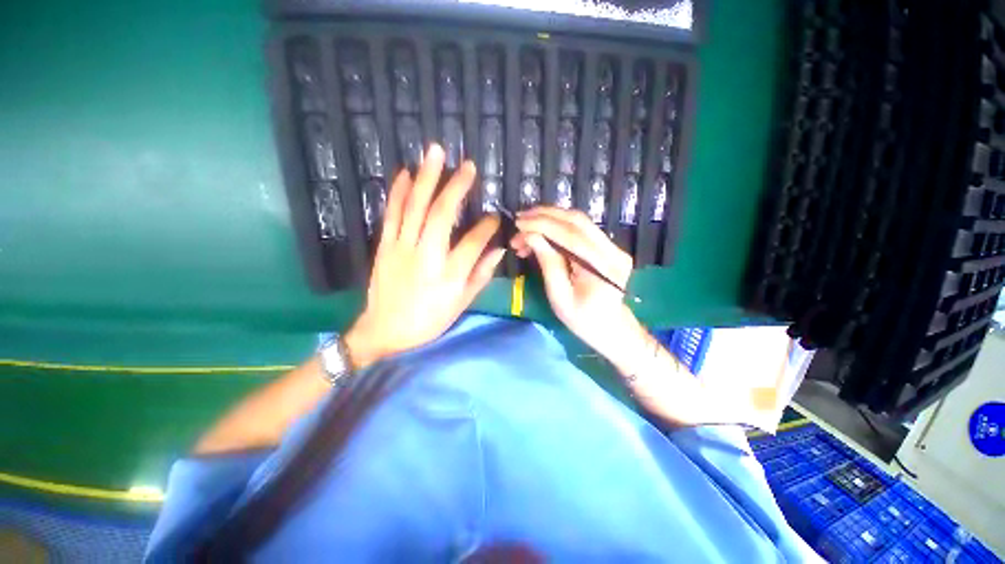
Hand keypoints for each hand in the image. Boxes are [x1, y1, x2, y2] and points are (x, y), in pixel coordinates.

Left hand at [345, 145, 503, 368]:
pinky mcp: (385, 246)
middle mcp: (426, 256)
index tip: (495, 216)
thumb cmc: (429, 320)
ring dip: (426, 178)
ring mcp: (402, 248)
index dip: (487, 226)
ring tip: (435, 153)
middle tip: (468, 165)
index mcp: (449, 274)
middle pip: (441, 214)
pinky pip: (391, 213)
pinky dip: (397, 191)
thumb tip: (498, 250)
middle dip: (456, 187)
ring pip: (415, 207)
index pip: (473, 242)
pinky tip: (404, 173)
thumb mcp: (461, 304)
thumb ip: (481, 275)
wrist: (385, 330)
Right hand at [510, 207, 650, 373]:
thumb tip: (531, 236)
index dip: (542, 225)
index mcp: (603, 268)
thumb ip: (548, 264)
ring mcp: (613, 246)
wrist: (612, 328)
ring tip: (525, 227)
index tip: (518, 224)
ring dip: (549, 219)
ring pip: (578, 221)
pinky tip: (541, 234)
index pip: (570, 235)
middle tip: (519, 220)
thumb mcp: (560, 298)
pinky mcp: (608, 246)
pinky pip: (581, 229)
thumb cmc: (583, 320)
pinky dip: (558, 227)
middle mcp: (613, 250)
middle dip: (544, 216)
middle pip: (577, 221)